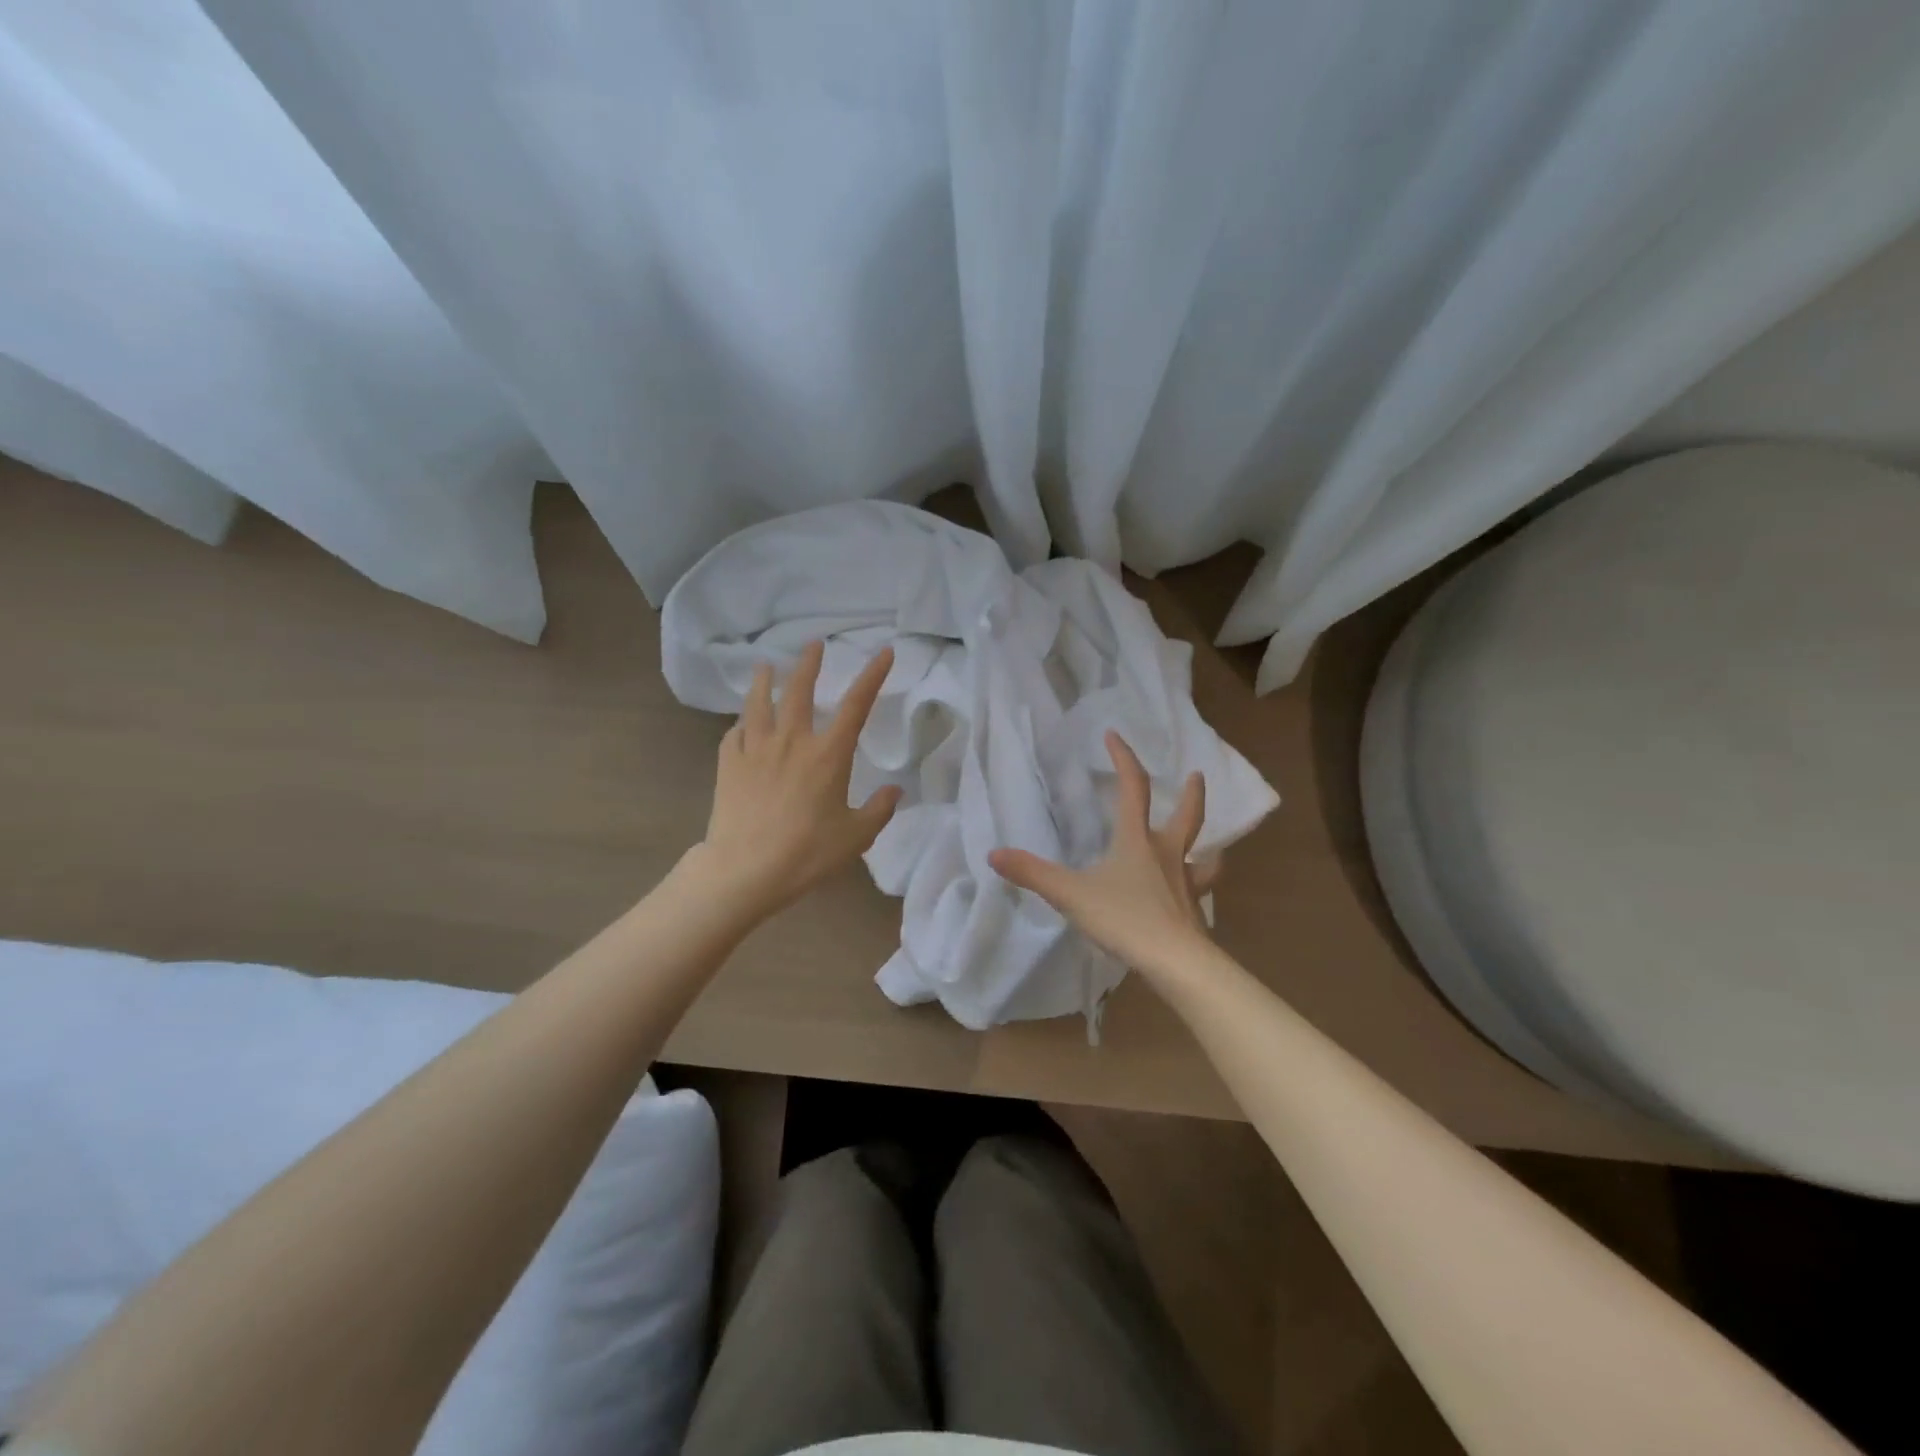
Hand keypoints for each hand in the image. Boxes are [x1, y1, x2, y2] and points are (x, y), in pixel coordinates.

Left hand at [697, 640, 900, 917]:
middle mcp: (792, 741)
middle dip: (809, 663)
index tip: (884, 652)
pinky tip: (742, 724)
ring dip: (765, 680)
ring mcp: (755, 749)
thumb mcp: (855, 837)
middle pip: (800, 690)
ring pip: (759, 702)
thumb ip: (879, 810)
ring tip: (766, 666)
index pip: (856, 705)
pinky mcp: (728, 764)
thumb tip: (895, 790)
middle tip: (813, 645)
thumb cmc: (806, 853)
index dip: (872, 675)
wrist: (745, 870)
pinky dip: (741, 724)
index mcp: (828, 755)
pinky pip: (734, 733)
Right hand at [989, 731, 1216, 978]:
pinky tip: (1193, 894)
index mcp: (1137, 841)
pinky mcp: (1193, 911)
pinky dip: (1199, 885)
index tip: (1114, 735)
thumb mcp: (1071, 894)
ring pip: (1203, 856)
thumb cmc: (1124, 918)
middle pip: (1186, 816)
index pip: (1133, 788)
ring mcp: (1185, 883)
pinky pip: (1199, 890)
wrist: (1174, 961)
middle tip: (1197, 774)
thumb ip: (1033, 874)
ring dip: (1208, 845)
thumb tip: (994, 854)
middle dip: (1191, 793)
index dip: (1124, 759)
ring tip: (1213, 844)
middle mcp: (1167, 854)